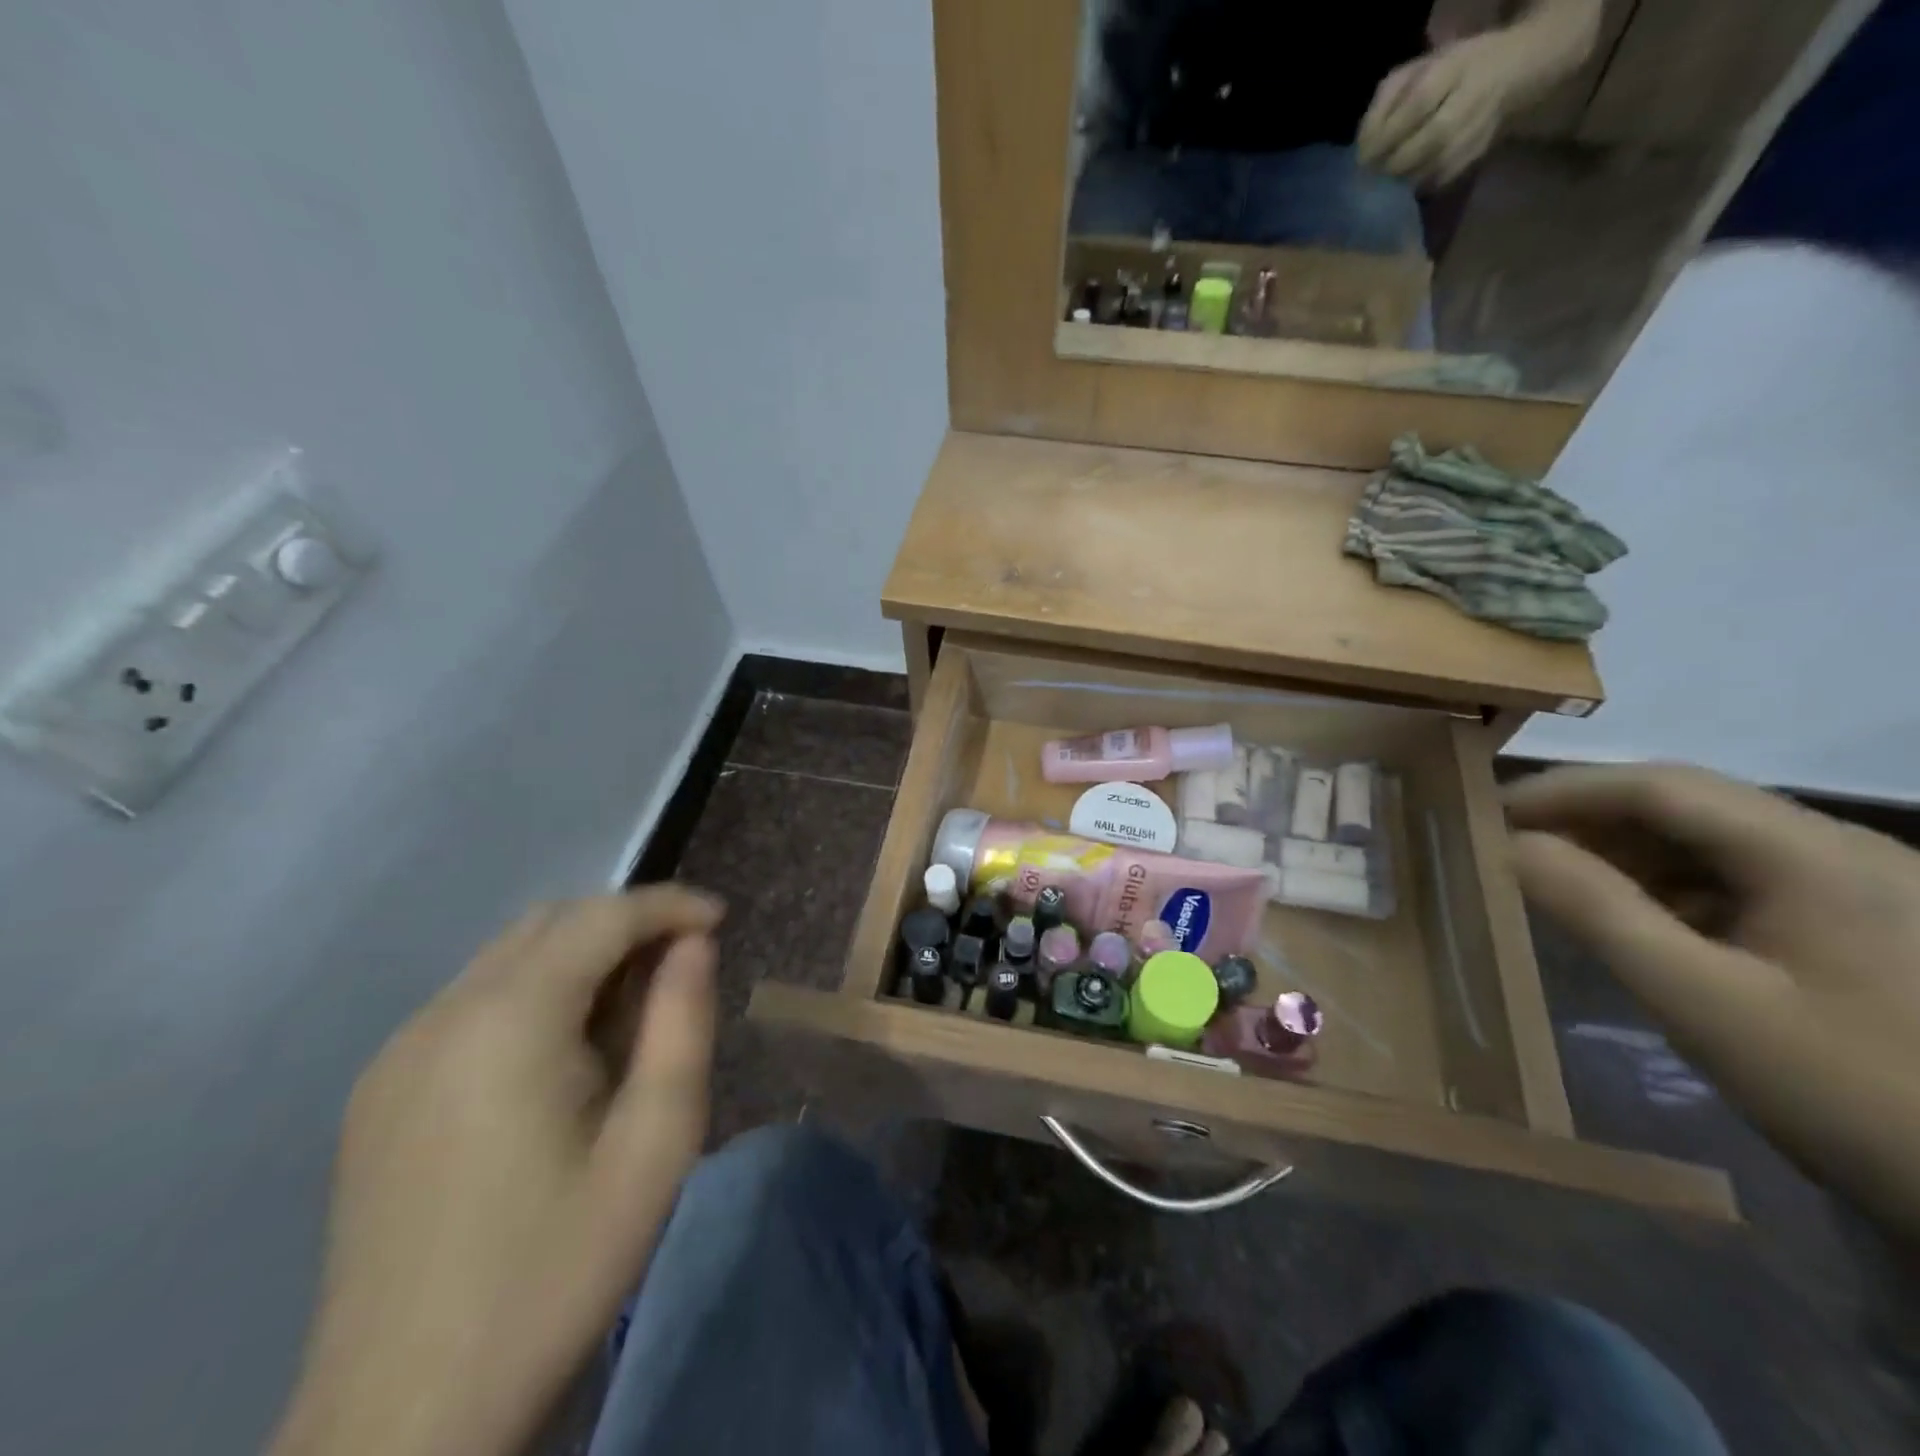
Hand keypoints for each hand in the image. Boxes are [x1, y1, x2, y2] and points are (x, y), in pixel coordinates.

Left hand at [270, 887, 723, 1455]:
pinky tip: (564, 1053)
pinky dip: (536, 992)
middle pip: (550, 922)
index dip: (668, 905)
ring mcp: (398, 1053)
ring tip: (634, 1008)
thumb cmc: (556, 1269)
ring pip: (509, 957)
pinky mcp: (379, 1092)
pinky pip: (473, 1002)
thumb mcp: (657, 1144)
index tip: (722, 920)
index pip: (600, 917)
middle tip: (685, 962)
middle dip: (627, 922)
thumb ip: (683, 1024)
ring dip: (582, 955)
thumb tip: (693, 945)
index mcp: (507, 1022)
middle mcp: (441, 1015)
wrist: (404, 1420)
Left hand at [1358, 35, 1527, 185]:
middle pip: (1430, 140)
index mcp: (1454, 68)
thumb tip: (1362, 147)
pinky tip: (1402, 189)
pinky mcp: (1477, 155)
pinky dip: (1416, 188)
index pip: (1418, 105)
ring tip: (1383, 185)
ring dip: (1403, 181)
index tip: (1362, 159)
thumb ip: (1383, 104)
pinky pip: (1441, 180)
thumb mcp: (1412, 74)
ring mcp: (1480, 127)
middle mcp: (1473, 97)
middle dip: (1394, 164)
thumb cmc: (1445, 74)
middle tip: (1371, 177)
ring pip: (1436, 166)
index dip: (1386, 137)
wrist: (1505, 73)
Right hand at [1507, 766, 1919, 1239]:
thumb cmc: (1854, 1090)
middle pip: (1686, 805)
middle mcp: (1839, 849)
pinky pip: (1740, 880)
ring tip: (1555, 880)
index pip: (1658, 785)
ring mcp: (1859, 886)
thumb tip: (1510, 846)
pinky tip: (1636, 920)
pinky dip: (1669, 887)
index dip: (1561, 790)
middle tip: (1508, 846)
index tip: (1484, 812)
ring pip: (1710, 841)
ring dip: (1624, 852)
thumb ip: (1597, 911)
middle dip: (1586, 818)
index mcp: (1811, 852)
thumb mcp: (1703, 1001)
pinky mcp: (1863, 926)